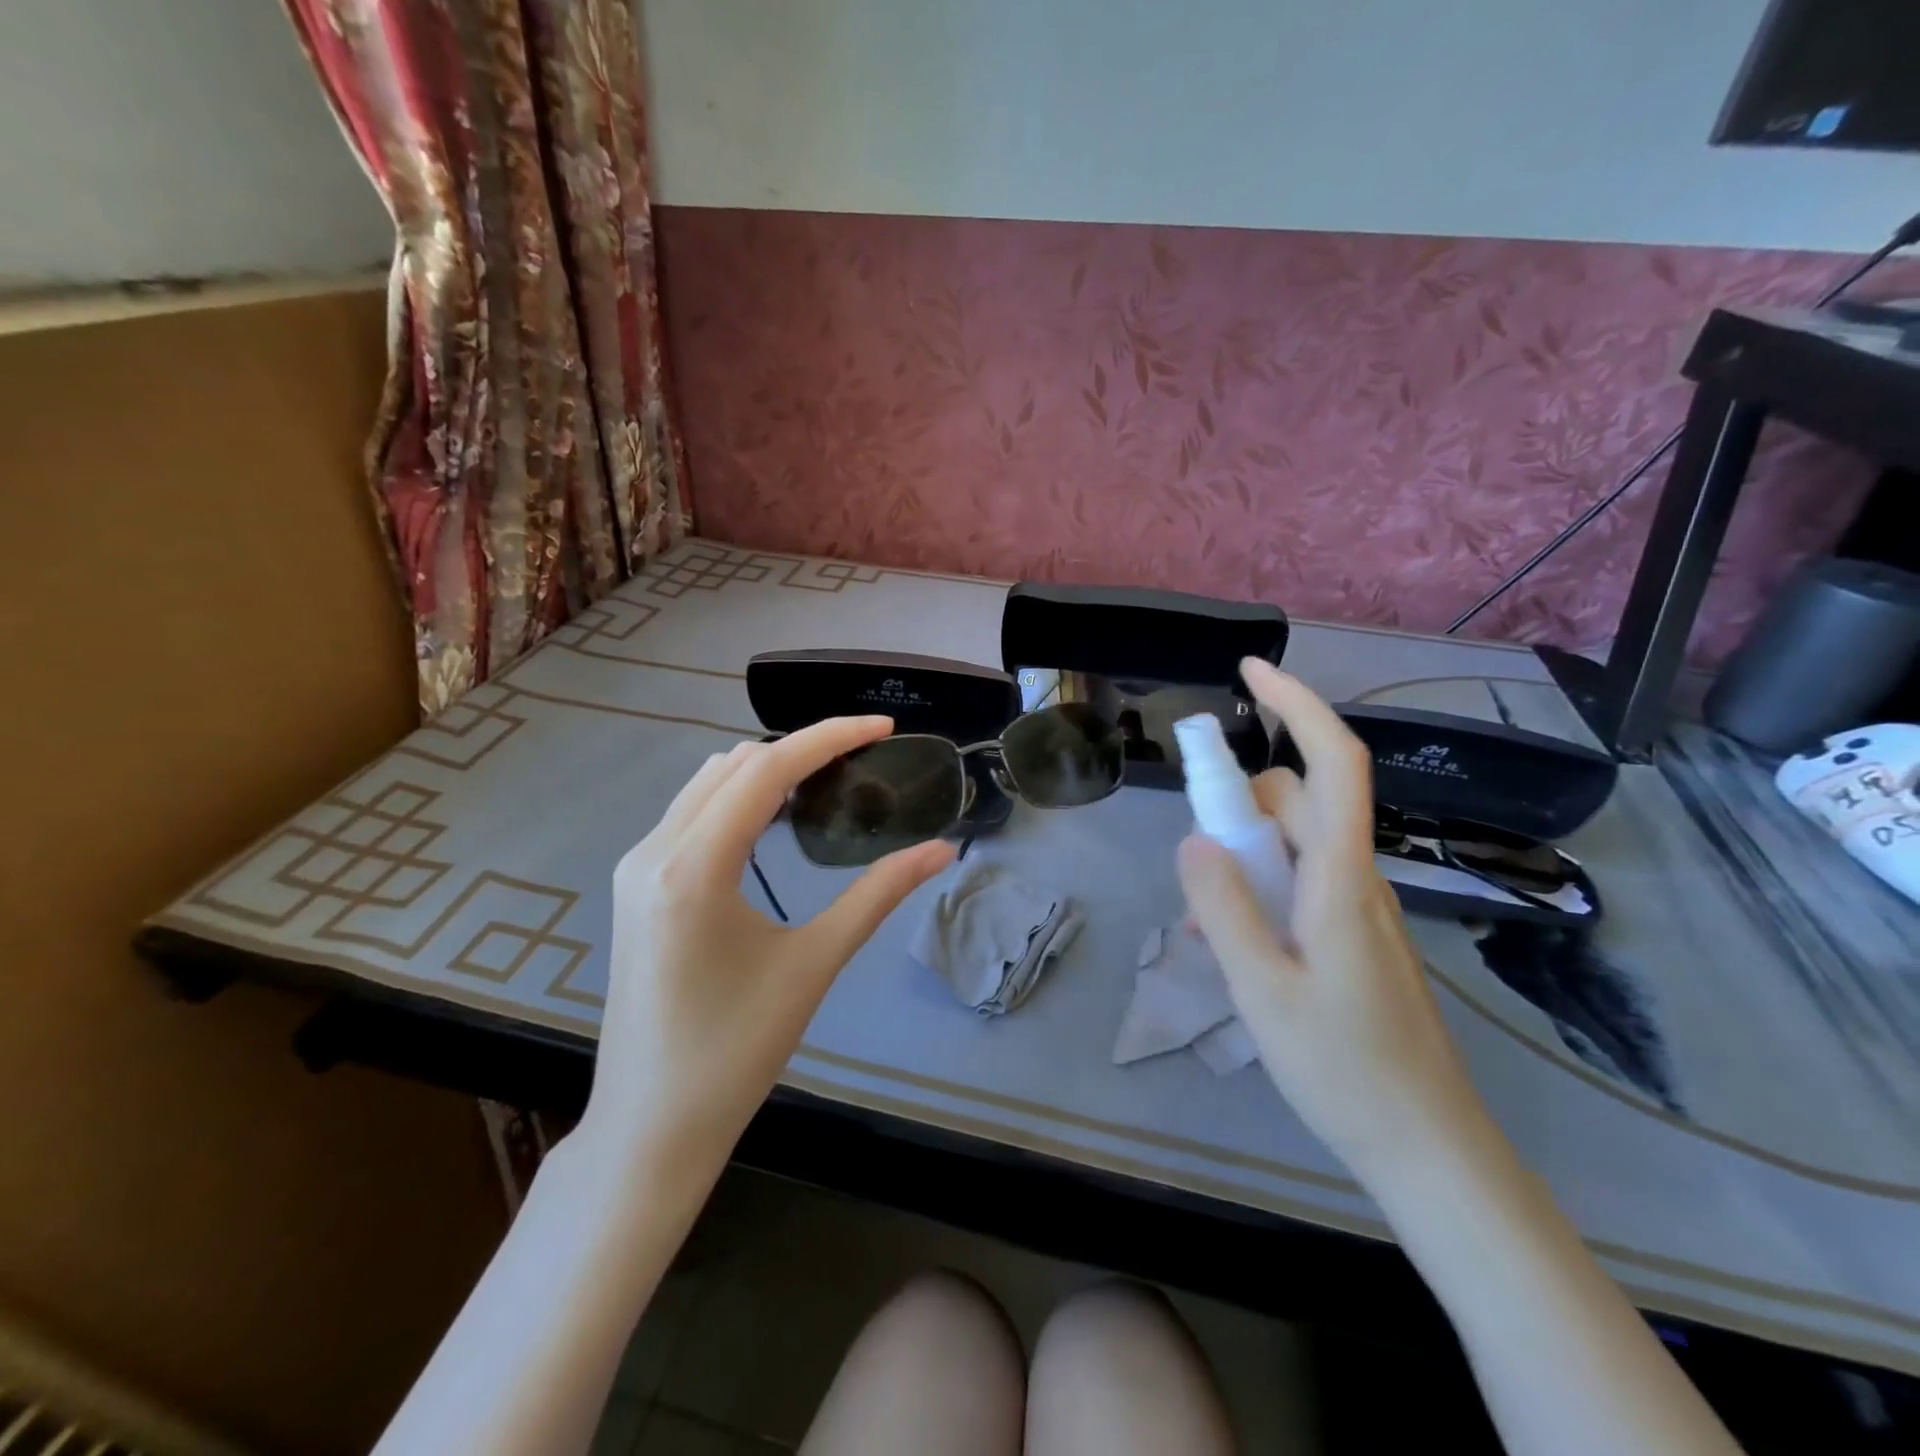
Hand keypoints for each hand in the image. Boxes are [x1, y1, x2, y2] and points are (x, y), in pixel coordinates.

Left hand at [585, 717, 955, 1178]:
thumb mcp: (814, 964)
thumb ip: (877, 895)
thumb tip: (940, 850)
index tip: (883, 727)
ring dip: (767, 770)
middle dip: (802, 748)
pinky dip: (739, 799)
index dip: (829, 737)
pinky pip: (691, 814)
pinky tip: (776, 819)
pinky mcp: (636, 887)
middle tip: (863, 759)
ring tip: (827, 781)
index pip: (766, 770)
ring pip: (708, 784)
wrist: (649, 1127)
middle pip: (734, 765)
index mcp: (692, 868)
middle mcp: (654, 851)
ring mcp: (637, 867)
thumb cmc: (735, 1053)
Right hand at [1177, 659, 1491, 1180]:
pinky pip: (1299, 883)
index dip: (1297, 706)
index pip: (1332, 763)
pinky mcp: (1353, 933)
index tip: (1251, 671)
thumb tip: (1193, 840)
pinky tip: (1233, 946)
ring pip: (1293, 844)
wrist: (1427, 1148)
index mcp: (1341, 879)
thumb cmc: (1343, 1069)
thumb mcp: (1262, 989)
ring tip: (1208, 924)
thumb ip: (1223, 909)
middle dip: (1240, 805)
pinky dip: (1259, 890)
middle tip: (1198, 864)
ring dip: (1244, 856)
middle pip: (1299, 801)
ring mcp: (1358, 907)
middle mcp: (1357, 877)